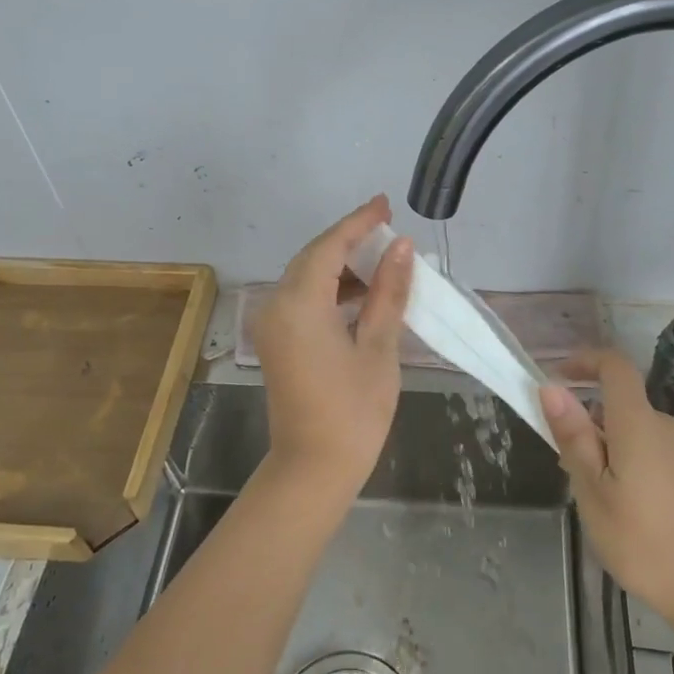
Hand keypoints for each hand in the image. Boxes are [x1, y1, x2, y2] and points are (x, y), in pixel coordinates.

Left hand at [251, 196, 412, 499]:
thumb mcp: (378, 347)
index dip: (359, 222)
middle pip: (314, 257)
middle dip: (350, 240)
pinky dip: (330, 289)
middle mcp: (276, 304)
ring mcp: (272, 323)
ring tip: (383, 260)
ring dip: (341, 265)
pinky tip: (362, 293)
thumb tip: (401, 248)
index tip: (386, 204)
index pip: (330, 246)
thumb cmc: (353, 411)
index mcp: (300, 303)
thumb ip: (388, 292)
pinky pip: (302, 298)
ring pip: (306, 276)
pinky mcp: (277, 340)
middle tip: (388, 227)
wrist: (313, 469)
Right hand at [541, 351, 673, 628]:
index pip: (615, 366)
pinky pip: (653, 453)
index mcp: (638, 424)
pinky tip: (626, 510)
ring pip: (636, 432)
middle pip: (622, 404)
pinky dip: (630, 463)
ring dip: (608, 446)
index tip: (558, 376)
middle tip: (566, 464)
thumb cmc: (646, 543)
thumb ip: (574, 438)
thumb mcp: (594, 493)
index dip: (585, 360)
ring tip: (593, 496)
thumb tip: (552, 388)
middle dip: (588, 420)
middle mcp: (666, 428)